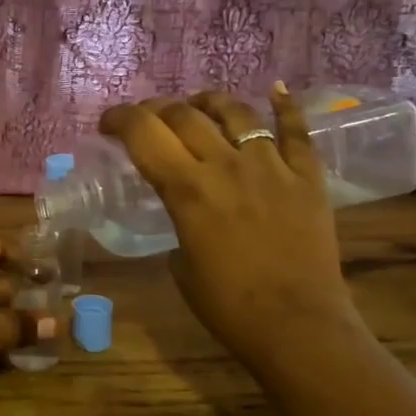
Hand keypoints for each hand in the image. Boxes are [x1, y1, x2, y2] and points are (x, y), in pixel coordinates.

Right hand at [99, 84, 364, 374]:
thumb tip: (185, 212)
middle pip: (184, 115)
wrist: (297, 327)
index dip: (120, 119)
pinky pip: (297, 131)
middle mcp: (226, 165)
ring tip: (199, 104)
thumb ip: (178, 224)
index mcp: (187, 190)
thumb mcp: (180, 266)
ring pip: (237, 112)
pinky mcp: (307, 177)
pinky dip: (286, 106)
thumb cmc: (228, 307)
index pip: (143, 134)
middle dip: (157, 109)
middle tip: (149, 118)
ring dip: (210, 102)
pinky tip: (277, 88)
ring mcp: (271, 166)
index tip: (108, 123)